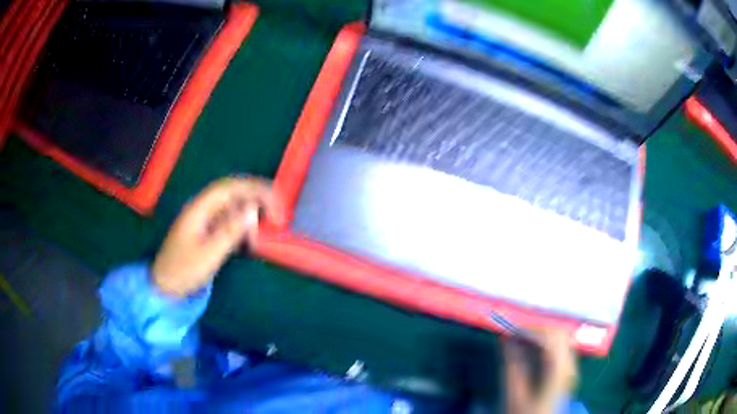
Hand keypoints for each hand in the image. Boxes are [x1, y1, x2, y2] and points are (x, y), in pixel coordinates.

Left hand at [152, 177, 282, 297]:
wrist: (165, 288)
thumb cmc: (183, 271)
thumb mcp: (209, 254)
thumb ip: (231, 230)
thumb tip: (254, 209)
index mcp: (200, 209)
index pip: (231, 188)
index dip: (255, 189)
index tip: (276, 202)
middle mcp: (203, 209)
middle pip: (234, 194)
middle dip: (258, 199)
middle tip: (279, 215)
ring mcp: (204, 221)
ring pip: (233, 208)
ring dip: (252, 214)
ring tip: (269, 227)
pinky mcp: (207, 233)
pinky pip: (229, 223)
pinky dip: (244, 227)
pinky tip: (252, 239)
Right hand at [504, 329, 577, 413]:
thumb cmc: (526, 413)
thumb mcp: (514, 393)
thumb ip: (511, 364)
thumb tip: (505, 339)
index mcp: (558, 370)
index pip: (552, 336)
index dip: (532, 330)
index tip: (513, 332)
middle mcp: (570, 366)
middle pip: (560, 335)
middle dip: (538, 332)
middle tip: (517, 338)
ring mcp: (572, 370)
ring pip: (561, 341)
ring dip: (543, 339)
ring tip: (523, 346)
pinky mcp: (568, 374)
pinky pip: (561, 351)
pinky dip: (547, 347)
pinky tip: (534, 356)